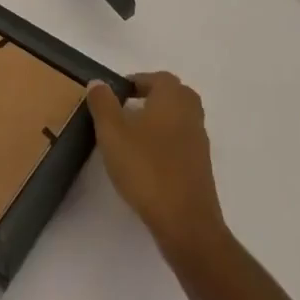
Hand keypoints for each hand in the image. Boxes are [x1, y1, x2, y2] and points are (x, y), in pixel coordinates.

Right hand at [86, 72, 227, 261]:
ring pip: (178, 119)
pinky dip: (165, 142)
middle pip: (173, 95)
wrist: (185, 222)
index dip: (136, 81)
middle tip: (125, 110)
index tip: (116, 94)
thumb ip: (103, 103)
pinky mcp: (200, 167)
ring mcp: (199, 142)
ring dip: (158, 120)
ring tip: (130, 136)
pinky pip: (181, 142)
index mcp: (173, 98)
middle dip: (150, 97)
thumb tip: (98, 82)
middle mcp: (191, 114)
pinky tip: (145, 160)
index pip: (158, 78)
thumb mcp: (112, 132)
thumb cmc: (146, 168)